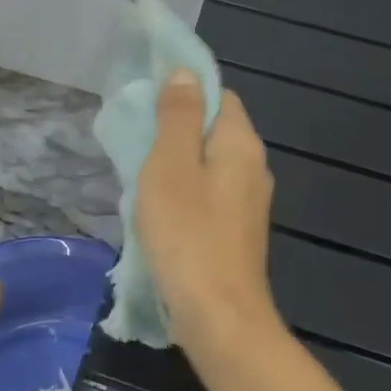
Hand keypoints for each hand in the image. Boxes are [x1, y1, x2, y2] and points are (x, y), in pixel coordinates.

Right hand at [134, 69, 283, 363]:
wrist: (218, 317)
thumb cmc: (188, 234)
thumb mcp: (171, 166)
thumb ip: (178, 117)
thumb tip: (184, 73)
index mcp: (241, 145)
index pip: (219, 95)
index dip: (185, 91)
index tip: (147, 102)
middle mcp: (253, 168)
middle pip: (213, 130)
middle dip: (175, 130)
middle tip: (136, 142)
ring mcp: (248, 204)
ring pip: (208, 165)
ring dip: (176, 165)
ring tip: (140, 176)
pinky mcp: (236, 232)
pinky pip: (208, 195)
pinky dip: (184, 193)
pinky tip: (159, 211)